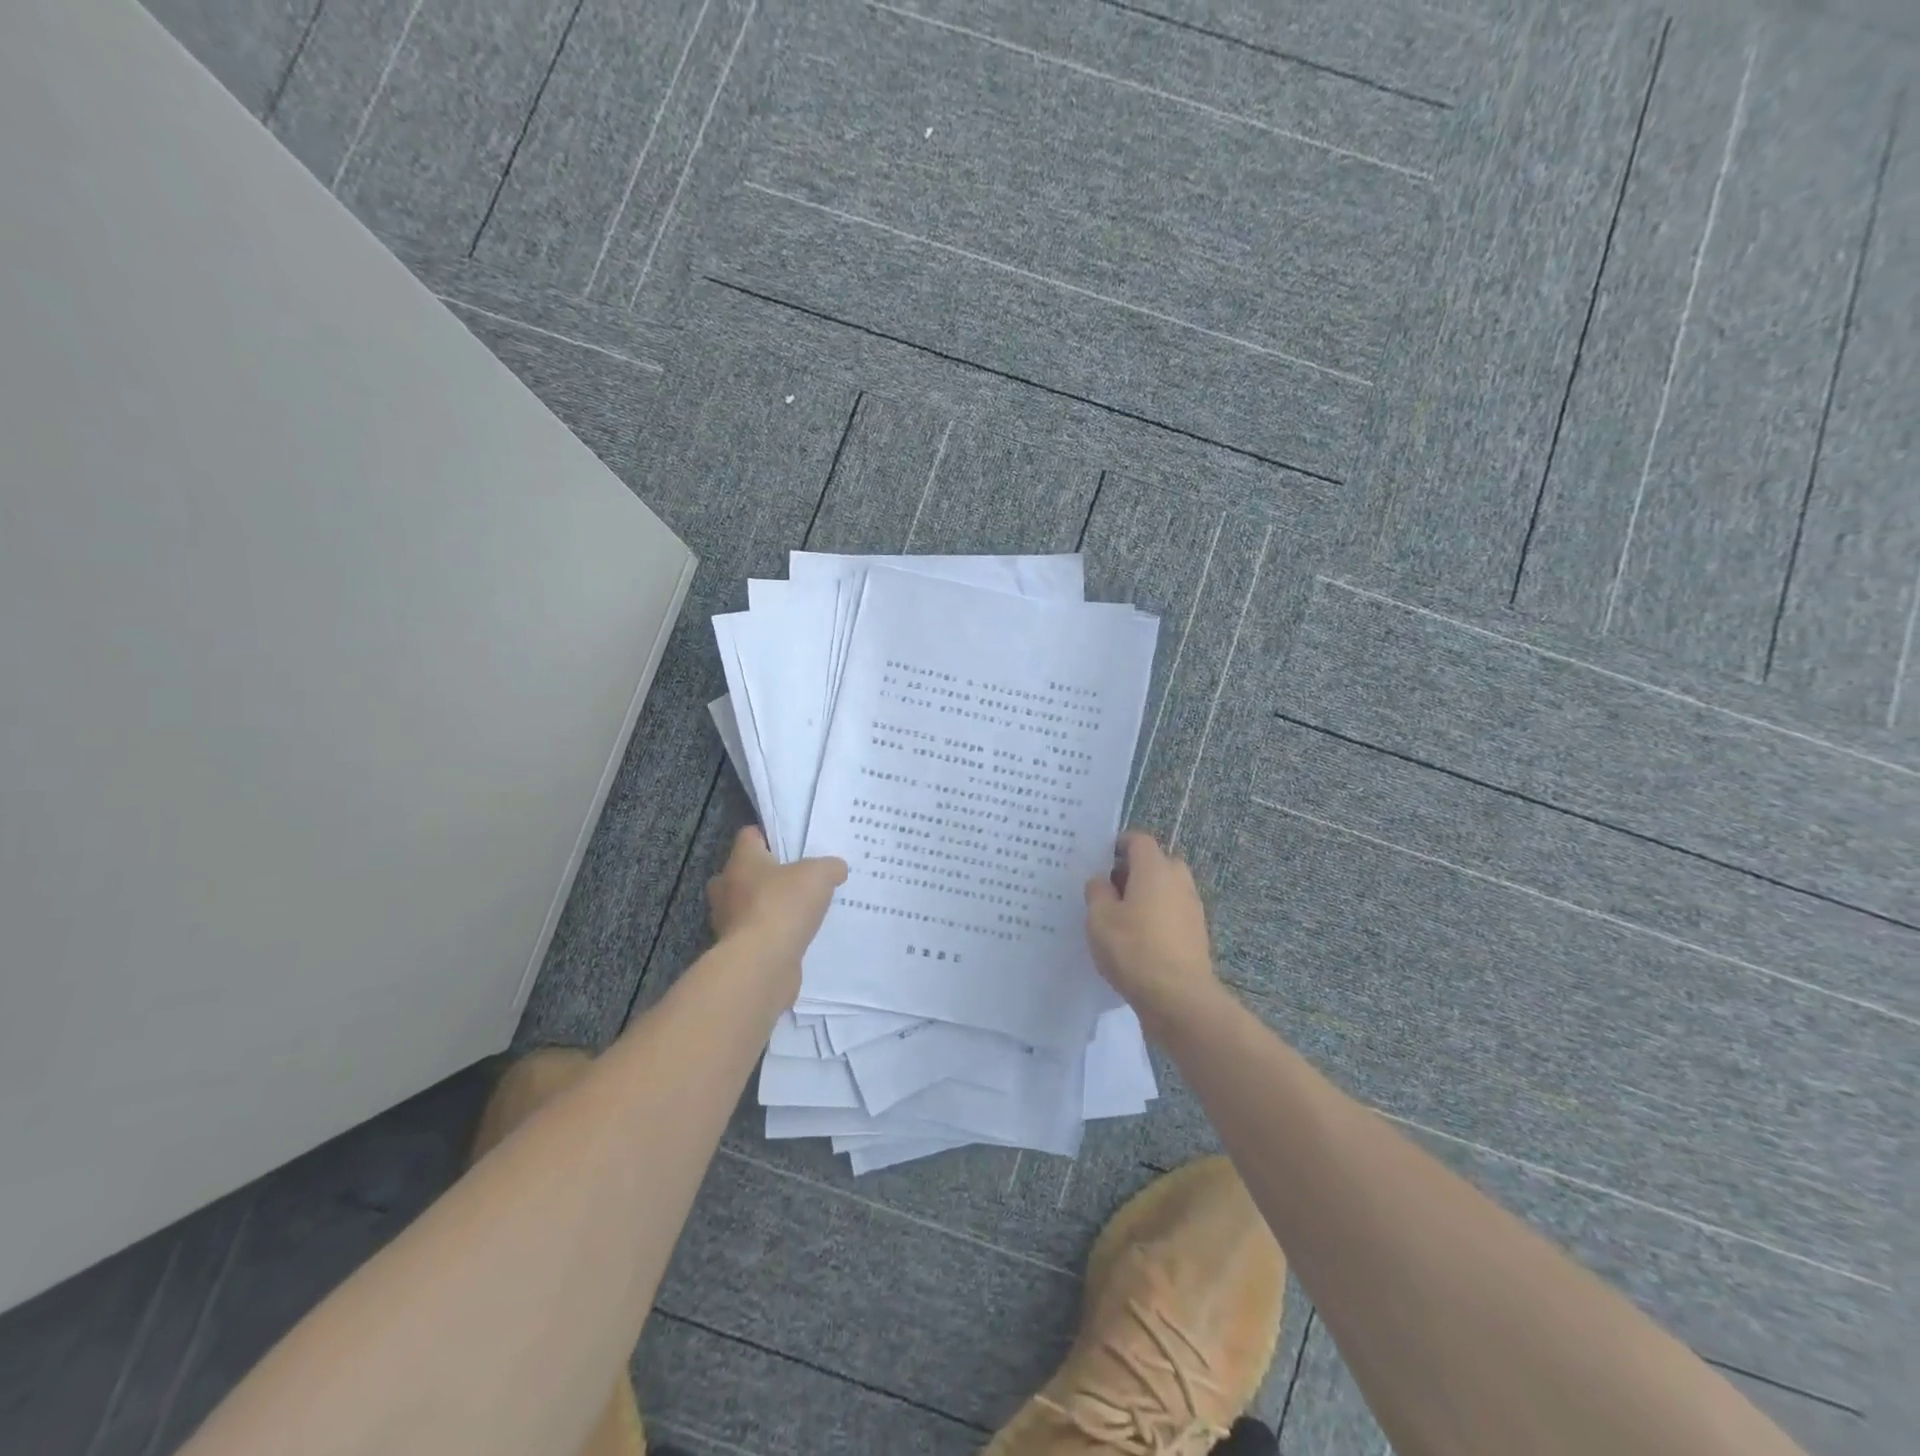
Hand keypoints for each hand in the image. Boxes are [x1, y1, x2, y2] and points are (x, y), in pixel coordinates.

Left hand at [707, 828, 846, 1000]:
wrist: (762, 963)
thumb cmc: (783, 905)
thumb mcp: (819, 875)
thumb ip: (829, 867)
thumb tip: (836, 868)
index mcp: (741, 860)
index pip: (749, 836)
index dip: (770, 836)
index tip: (792, 843)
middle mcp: (727, 888)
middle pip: (745, 872)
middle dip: (768, 875)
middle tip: (797, 879)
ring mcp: (728, 922)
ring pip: (749, 906)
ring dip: (770, 907)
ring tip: (802, 910)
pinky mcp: (737, 950)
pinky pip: (757, 934)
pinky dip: (773, 934)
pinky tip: (797, 937)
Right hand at [1085, 830, 1220, 1026]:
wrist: (1178, 998)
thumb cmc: (1133, 949)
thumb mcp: (1099, 918)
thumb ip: (1097, 892)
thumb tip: (1103, 881)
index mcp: (1155, 868)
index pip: (1139, 840)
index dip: (1119, 844)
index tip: (1102, 861)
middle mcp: (1178, 881)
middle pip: (1157, 862)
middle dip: (1135, 870)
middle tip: (1111, 890)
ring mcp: (1192, 907)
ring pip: (1167, 888)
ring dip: (1148, 895)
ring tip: (1123, 918)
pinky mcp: (1197, 933)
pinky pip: (1174, 912)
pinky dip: (1158, 917)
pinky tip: (1140, 940)